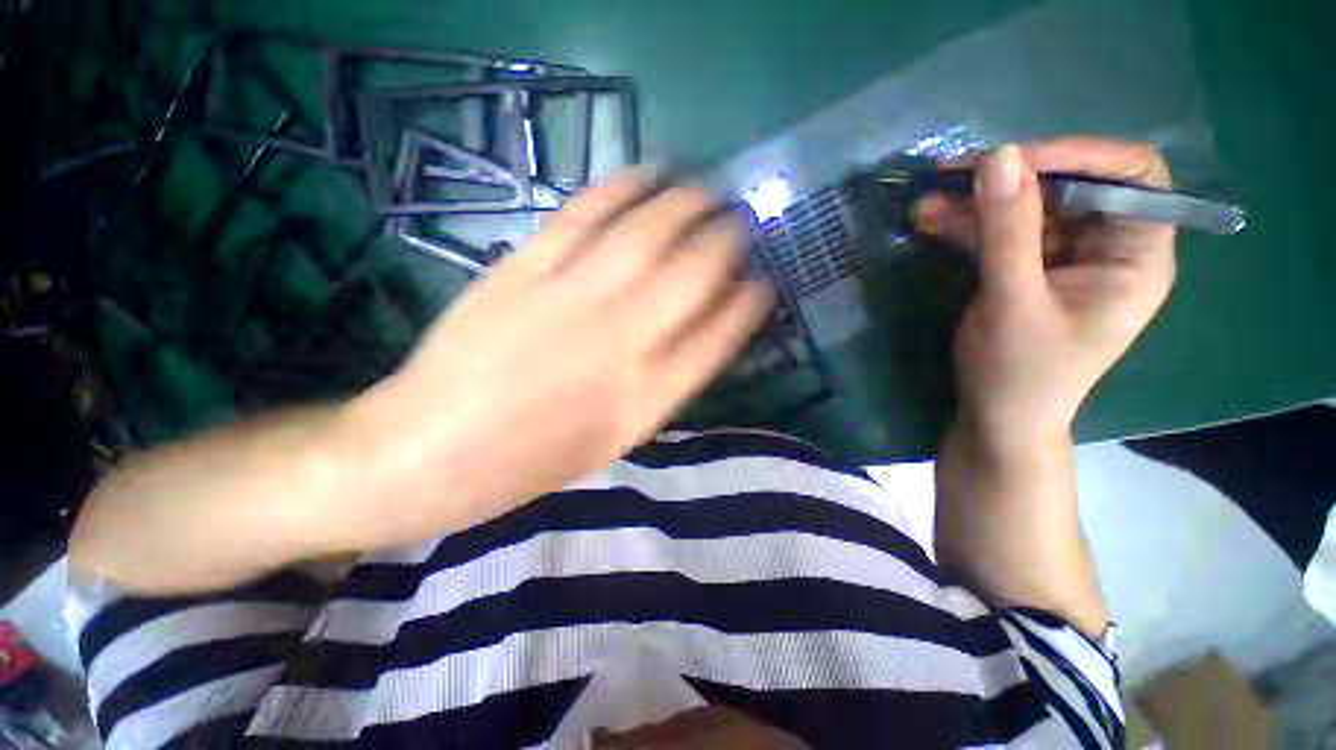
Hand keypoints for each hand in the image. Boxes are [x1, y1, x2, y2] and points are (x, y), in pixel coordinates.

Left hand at [334, 171, 772, 545]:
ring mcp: (571, 300)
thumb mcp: (613, 441)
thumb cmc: (531, 462)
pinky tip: (647, 173)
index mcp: (645, 399)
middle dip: (727, 243)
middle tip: (739, 224)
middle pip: (693, 276)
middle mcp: (620, 344)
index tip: (761, 284)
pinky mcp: (524, 270)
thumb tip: (696, 336)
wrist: (429, 452)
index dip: (747, 306)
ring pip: (646, 235)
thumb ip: (659, 389)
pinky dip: (622, 188)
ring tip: (705, 190)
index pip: (718, 339)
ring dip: (686, 205)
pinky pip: (584, 216)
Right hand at [915, 138, 1176, 444]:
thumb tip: (997, 156)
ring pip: (1028, 210)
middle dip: (1010, 180)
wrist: (997, 419)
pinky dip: (968, 227)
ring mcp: (1066, 259)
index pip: (1130, 177)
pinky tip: (931, 222)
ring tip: (926, 202)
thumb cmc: (1020, 372)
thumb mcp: (1013, 300)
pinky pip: (1002, 235)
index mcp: (1136, 256)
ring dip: (976, 204)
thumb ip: (1007, 230)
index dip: (1077, 157)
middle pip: (1070, 188)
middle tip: (951, 175)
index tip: (1012, 160)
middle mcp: (1109, 247)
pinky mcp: (1029, 270)